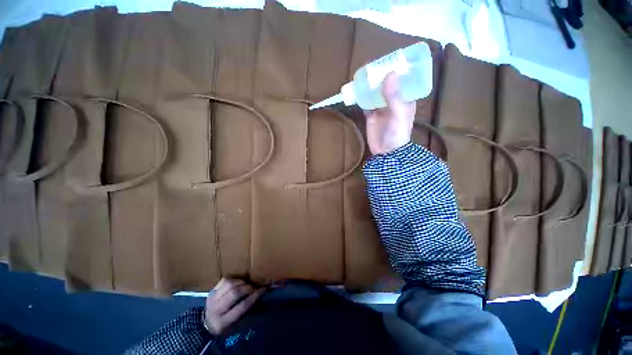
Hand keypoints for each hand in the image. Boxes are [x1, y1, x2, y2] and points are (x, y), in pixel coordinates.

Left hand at [204, 278, 264, 334]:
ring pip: (229, 285)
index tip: (263, 290)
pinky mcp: (211, 292)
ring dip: (241, 282)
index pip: (242, 306)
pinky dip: (234, 280)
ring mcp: (212, 300)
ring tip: (246, 284)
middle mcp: (216, 311)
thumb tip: (259, 296)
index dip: (254, 297)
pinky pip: (224, 281)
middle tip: (254, 287)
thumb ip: (246, 311)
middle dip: (247, 288)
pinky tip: (238, 283)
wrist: (206, 325)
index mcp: (223, 323)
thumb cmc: (226, 326)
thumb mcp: (236, 324)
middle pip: (234, 294)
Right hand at [364, 73, 415, 154]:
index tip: (391, 58)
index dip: (398, 69)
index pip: (403, 80)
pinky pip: (365, 103)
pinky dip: (361, 97)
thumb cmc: (397, 133)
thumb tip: (389, 73)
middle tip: (372, 65)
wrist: (385, 152)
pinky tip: (357, 90)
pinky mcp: (371, 114)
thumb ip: (394, 96)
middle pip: (387, 84)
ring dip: (369, 85)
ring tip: (362, 74)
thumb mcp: (398, 114)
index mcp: (405, 98)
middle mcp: (393, 100)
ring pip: (375, 92)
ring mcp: (381, 107)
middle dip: (380, 76)